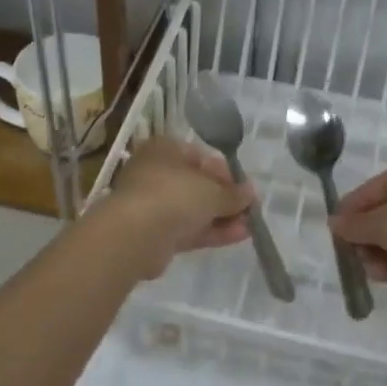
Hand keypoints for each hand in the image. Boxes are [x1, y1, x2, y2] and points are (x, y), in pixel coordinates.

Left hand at [95, 136, 253, 278]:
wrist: (136, 235)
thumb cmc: (174, 195)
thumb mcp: (212, 190)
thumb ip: (233, 193)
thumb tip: (250, 193)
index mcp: (164, 150)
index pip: (199, 156)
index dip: (225, 172)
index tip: (244, 187)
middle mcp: (156, 173)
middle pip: (197, 184)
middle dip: (225, 198)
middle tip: (249, 209)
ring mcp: (154, 205)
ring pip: (193, 209)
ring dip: (222, 217)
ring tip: (250, 225)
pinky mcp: (155, 234)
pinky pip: (189, 229)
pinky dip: (212, 231)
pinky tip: (239, 236)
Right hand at [331, 159, 386, 319]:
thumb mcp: (386, 227)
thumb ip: (357, 224)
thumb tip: (334, 222)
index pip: (379, 185)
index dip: (354, 205)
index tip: (334, 226)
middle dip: (367, 233)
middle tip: (349, 250)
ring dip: (380, 250)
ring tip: (366, 269)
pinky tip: (381, 276)